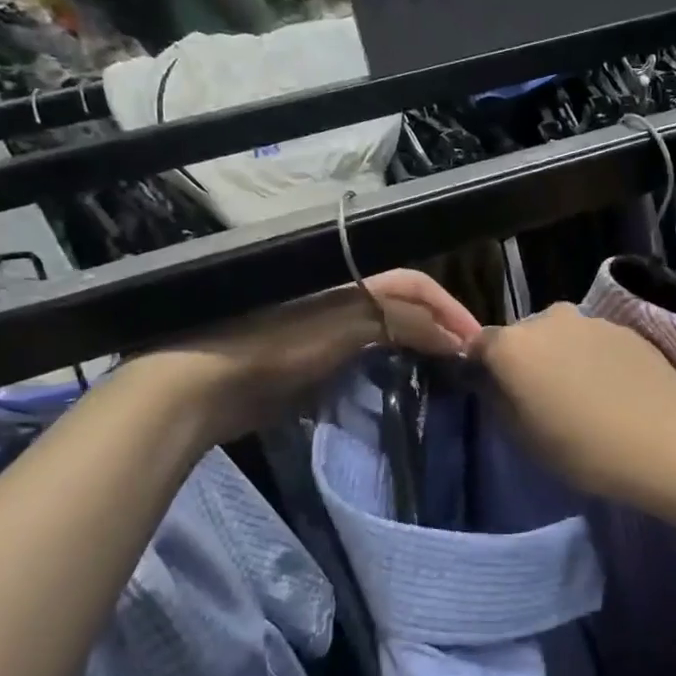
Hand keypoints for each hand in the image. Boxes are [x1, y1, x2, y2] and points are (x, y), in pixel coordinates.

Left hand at [122, 270, 481, 444]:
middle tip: (468, 363)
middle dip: (440, 329)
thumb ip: (400, 324)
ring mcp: (329, 335)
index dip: (448, 308)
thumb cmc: (273, 348)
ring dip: (421, 351)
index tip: (474, 343)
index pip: (414, 286)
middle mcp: (343, 302)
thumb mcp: (342, 327)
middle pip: (406, 308)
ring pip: (390, 336)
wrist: (202, 388)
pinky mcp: (316, 366)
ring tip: (446, 378)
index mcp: (350, 283)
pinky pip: (368, 363)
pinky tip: (406, 392)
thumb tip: (454, 337)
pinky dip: (394, 373)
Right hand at [471, 303, 675, 499]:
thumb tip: (490, 380)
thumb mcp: (522, 436)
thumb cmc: (581, 448)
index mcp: (512, 345)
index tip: (496, 392)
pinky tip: (612, 388)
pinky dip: (594, 357)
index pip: (479, 345)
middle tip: (542, 397)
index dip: (483, 367)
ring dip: (562, 355)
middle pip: (524, 336)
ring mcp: (590, 319)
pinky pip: (594, 340)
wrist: (664, 441)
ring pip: (562, 335)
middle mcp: (547, 318)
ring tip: (583, 394)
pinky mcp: (626, 327)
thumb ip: (498, 399)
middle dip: (526, 359)